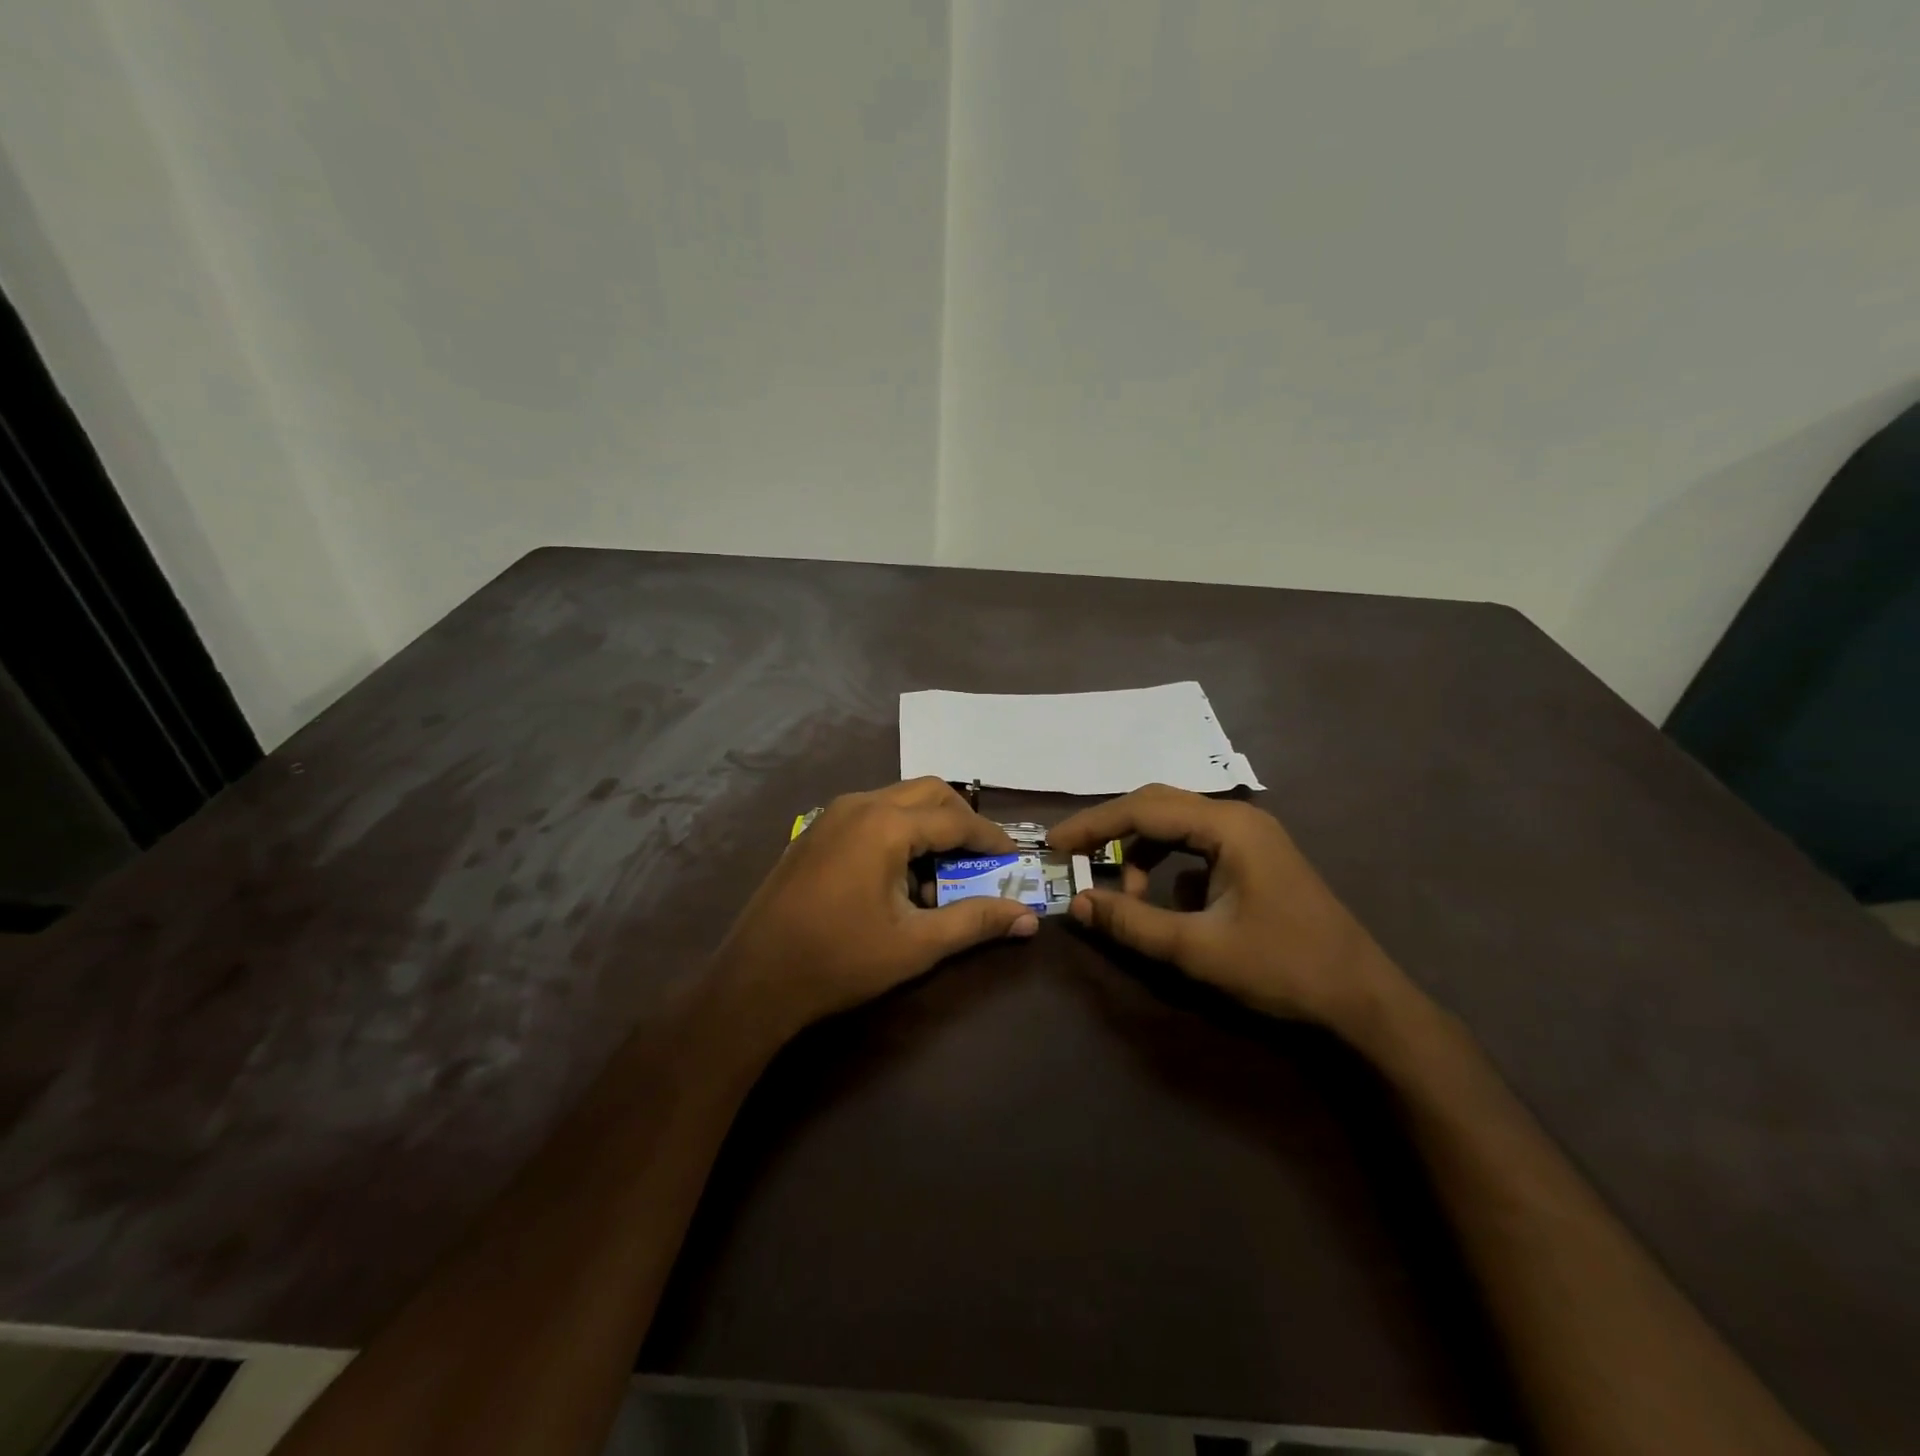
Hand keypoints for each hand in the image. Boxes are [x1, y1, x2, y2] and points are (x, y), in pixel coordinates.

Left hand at [714, 778, 1038, 1040]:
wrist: (756, 979)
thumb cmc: (841, 960)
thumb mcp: (917, 945)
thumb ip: (975, 922)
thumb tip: (1028, 919)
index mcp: (886, 825)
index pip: (956, 819)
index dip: (991, 838)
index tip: (1014, 858)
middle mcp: (859, 805)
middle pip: (928, 792)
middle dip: (962, 819)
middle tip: (982, 856)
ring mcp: (831, 815)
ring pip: (897, 800)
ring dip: (928, 824)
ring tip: (942, 870)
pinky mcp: (814, 831)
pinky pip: (870, 814)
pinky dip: (898, 830)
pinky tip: (898, 875)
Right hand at [1048, 784, 1407, 1036]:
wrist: (1362, 999)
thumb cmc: (1283, 969)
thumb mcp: (1198, 950)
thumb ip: (1132, 924)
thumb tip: (1077, 902)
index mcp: (1229, 827)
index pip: (1143, 809)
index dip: (1093, 824)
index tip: (1054, 844)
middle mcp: (1239, 818)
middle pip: (1157, 805)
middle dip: (1111, 828)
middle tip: (1072, 852)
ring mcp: (1251, 836)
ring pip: (1176, 823)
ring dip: (1140, 848)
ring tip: (1125, 891)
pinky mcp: (1255, 856)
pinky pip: (1195, 843)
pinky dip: (1166, 860)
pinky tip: (1162, 896)